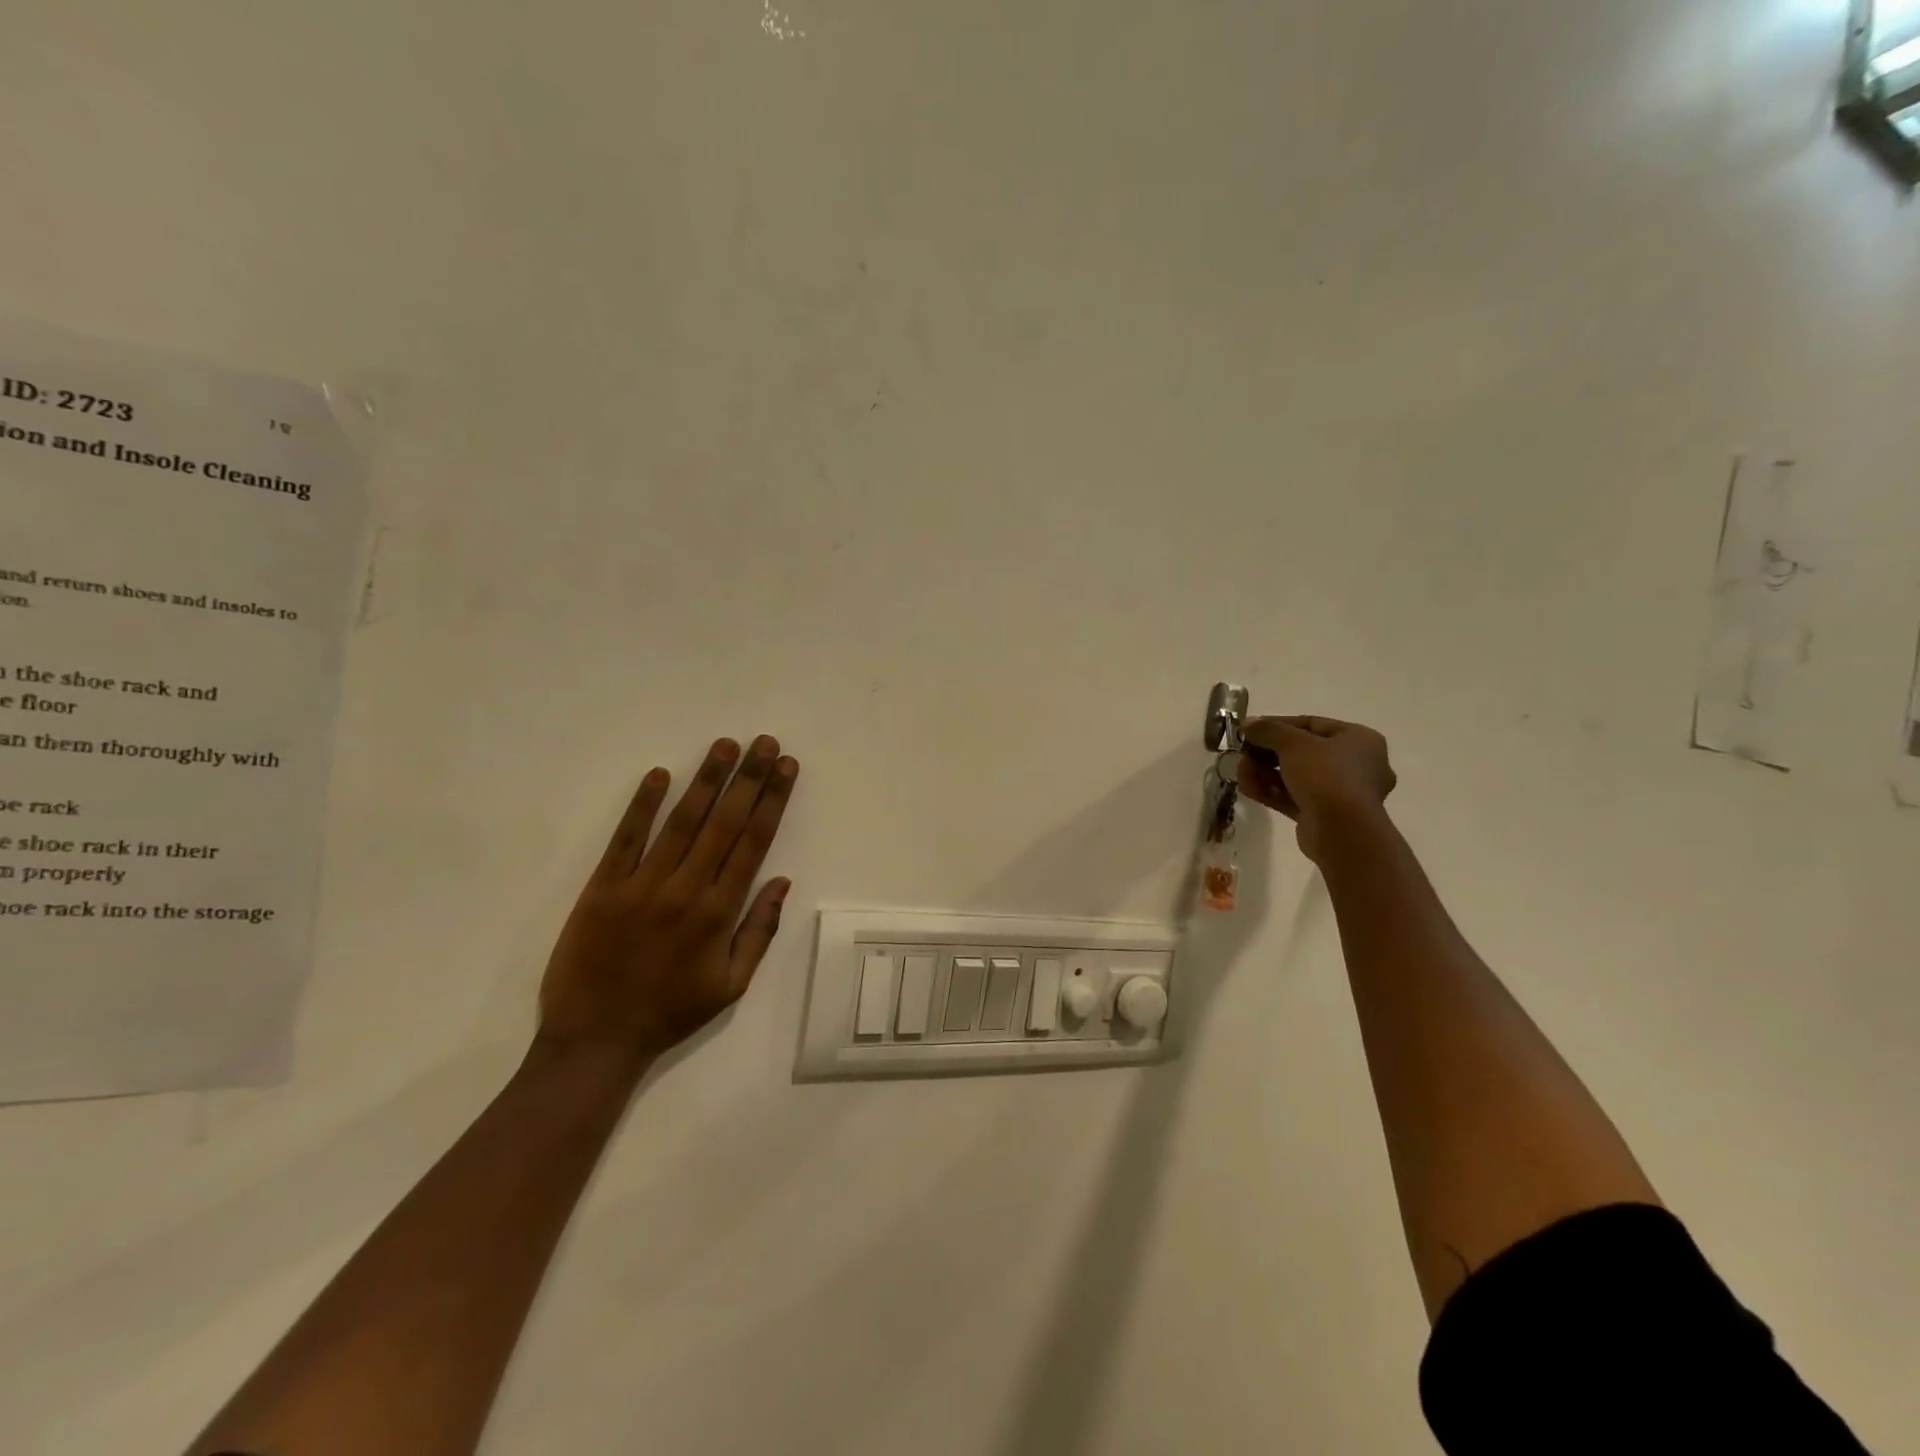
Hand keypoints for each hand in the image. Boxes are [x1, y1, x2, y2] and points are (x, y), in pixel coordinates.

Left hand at [538, 735, 799, 1065]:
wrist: (595, 1040)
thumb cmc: (670, 1012)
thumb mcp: (731, 985)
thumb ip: (759, 931)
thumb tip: (782, 881)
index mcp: (719, 913)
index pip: (753, 843)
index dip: (772, 800)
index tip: (786, 767)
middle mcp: (685, 890)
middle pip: (723, 823)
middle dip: (747, 778)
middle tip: (764, 742)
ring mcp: (641, 886)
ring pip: (680, 822)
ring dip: (705, 780)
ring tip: (725, 745)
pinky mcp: (601, 888)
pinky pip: (625, 840)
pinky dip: (641, 806)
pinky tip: (659, 775)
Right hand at [1236, 715, 1395, 862]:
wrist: (1341, 831)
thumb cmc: (1325, 775)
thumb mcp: (1293, 743)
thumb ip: (1268, 729)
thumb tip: (1248, 724)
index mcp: (1359, 740)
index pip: (1311, 724)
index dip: (1276, 725)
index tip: (1250, 730)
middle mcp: (1356, 764)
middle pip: (1301, 752)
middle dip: (1266, 753)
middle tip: (1242, 754)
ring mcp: (1341, 793)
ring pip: (1295, 776)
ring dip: (1264, 773)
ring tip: (1241, 773)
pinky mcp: (1324, 815)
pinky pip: (1294, 797)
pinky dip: (1271, 792)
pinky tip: (1248, 788)